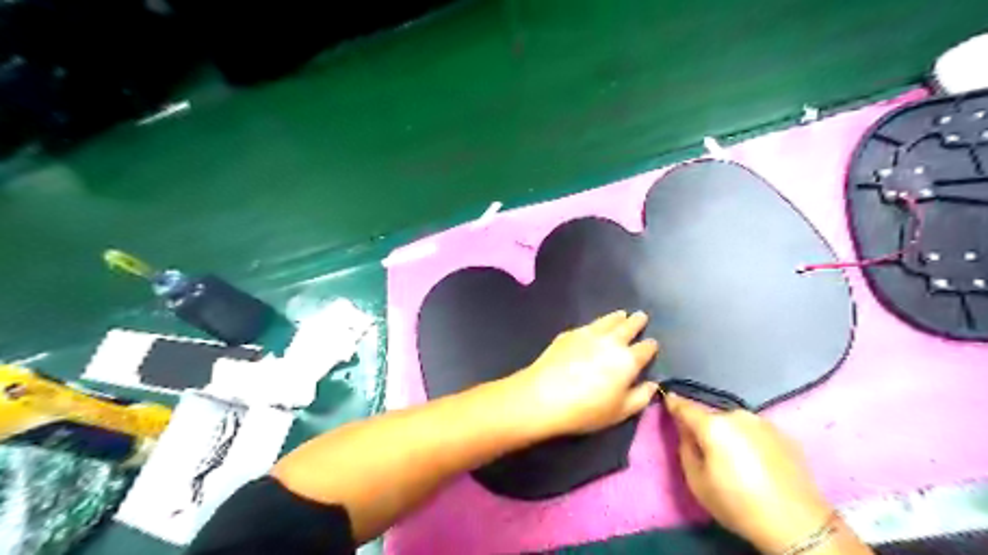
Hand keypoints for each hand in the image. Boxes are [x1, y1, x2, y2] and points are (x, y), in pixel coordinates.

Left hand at [505, 311, 658, 438]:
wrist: (544, 396)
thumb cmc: (587, 410)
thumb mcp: (620, 412)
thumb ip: (640, 397)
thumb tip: (653, 384)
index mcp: (628, 361)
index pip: (645, 349)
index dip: (650, 346)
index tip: (653, 344)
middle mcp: (611, 342)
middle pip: (628, 327)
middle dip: (636, 322)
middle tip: (641, 316)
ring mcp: (588, 334)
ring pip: (608, 321)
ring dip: (617, 317)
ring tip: (622, 314)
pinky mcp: (569, 334)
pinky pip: (588, 324)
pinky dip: (597, 323)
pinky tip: (595, 326)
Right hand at [662, 393, 831, 551]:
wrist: (798, 524)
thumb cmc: (738, 504)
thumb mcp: (697, 481)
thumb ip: (685, 448)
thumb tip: (685, 430)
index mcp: (714, 425)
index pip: (685, 406)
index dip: (673, 403)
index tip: (666, 399)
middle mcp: (738, 415)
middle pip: (711, 416)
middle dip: (704, 426)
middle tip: (703, 447)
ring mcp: (763, 422)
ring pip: (734, 422)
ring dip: (727, 433)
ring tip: (732, 458)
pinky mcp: (783, 434)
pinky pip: (754, 431)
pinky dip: (747, 440)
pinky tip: (754, 462)